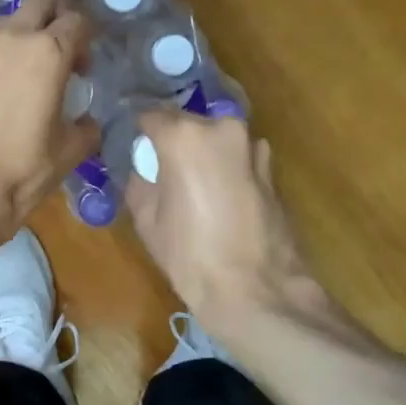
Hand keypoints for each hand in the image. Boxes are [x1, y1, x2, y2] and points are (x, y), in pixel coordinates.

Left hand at [0, 0, 99, 245]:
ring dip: (31, 30)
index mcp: (49, 51)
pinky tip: (17, 81)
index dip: (88, 38)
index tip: (89, 66)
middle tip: (68, 44)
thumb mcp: (69, 150)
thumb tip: (87, 122)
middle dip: (58, 11)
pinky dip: (10, 50)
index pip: (77, 21)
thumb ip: (86, 128)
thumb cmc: (24, 167)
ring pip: (14, 19)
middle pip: (42, 1)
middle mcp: (15, 38)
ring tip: (42, 65)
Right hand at [125, 111, 370, 346]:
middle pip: (187, 124)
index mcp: (183, 136)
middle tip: (161, 167)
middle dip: (173, 140)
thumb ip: (140, 181)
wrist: (253, 289)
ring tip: (193, 184)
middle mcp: (221, 129)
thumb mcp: (145, 218)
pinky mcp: (271, 170)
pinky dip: (226, 168)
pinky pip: (238, 158)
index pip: (150, 116)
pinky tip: (220, 198)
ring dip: (204, 153)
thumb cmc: (189, 254)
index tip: (133, 145)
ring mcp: (252, 148)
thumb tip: (144, 170)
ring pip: (216, 139)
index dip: (139, 130)